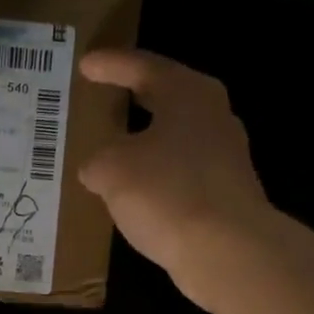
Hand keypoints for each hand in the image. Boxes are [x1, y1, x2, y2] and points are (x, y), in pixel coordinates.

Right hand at [77, 49, 276, 310]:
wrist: (227, 250)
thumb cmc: (167, 193)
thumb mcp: (112, 170)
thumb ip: (97, 161)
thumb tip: (96, 168)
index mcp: (188, 94)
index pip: (143, 67)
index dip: (110, 65)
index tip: (86, 64)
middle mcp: (213, 116)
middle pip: (167, 97)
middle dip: (135, 97)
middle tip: (106, 94)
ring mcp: (224, 156)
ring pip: (175, 137)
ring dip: (146, 140)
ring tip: (115, 147)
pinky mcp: (225, 193)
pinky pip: (180, 173)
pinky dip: (156, 175)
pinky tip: (136, 191)